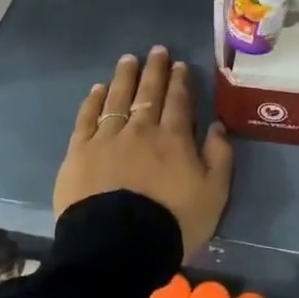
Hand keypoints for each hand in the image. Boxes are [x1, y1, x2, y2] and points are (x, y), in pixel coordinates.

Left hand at [56, 47, 233, 258]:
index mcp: (174, 138)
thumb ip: (219, 157)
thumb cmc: (172, 222)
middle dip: (154, 70)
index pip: (179, 101)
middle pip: (148, 92)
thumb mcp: (214, 194)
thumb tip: (217, 126)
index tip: (179, 64)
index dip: (180, 81)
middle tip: (157, 50)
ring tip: (128, 59)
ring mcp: (107, 138)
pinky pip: (87, 119)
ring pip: (117, 98)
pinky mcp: (79, 153)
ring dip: (124, 77)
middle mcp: (141, 129)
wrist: (118, 246)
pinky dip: (93, 102)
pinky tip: (97, 89)